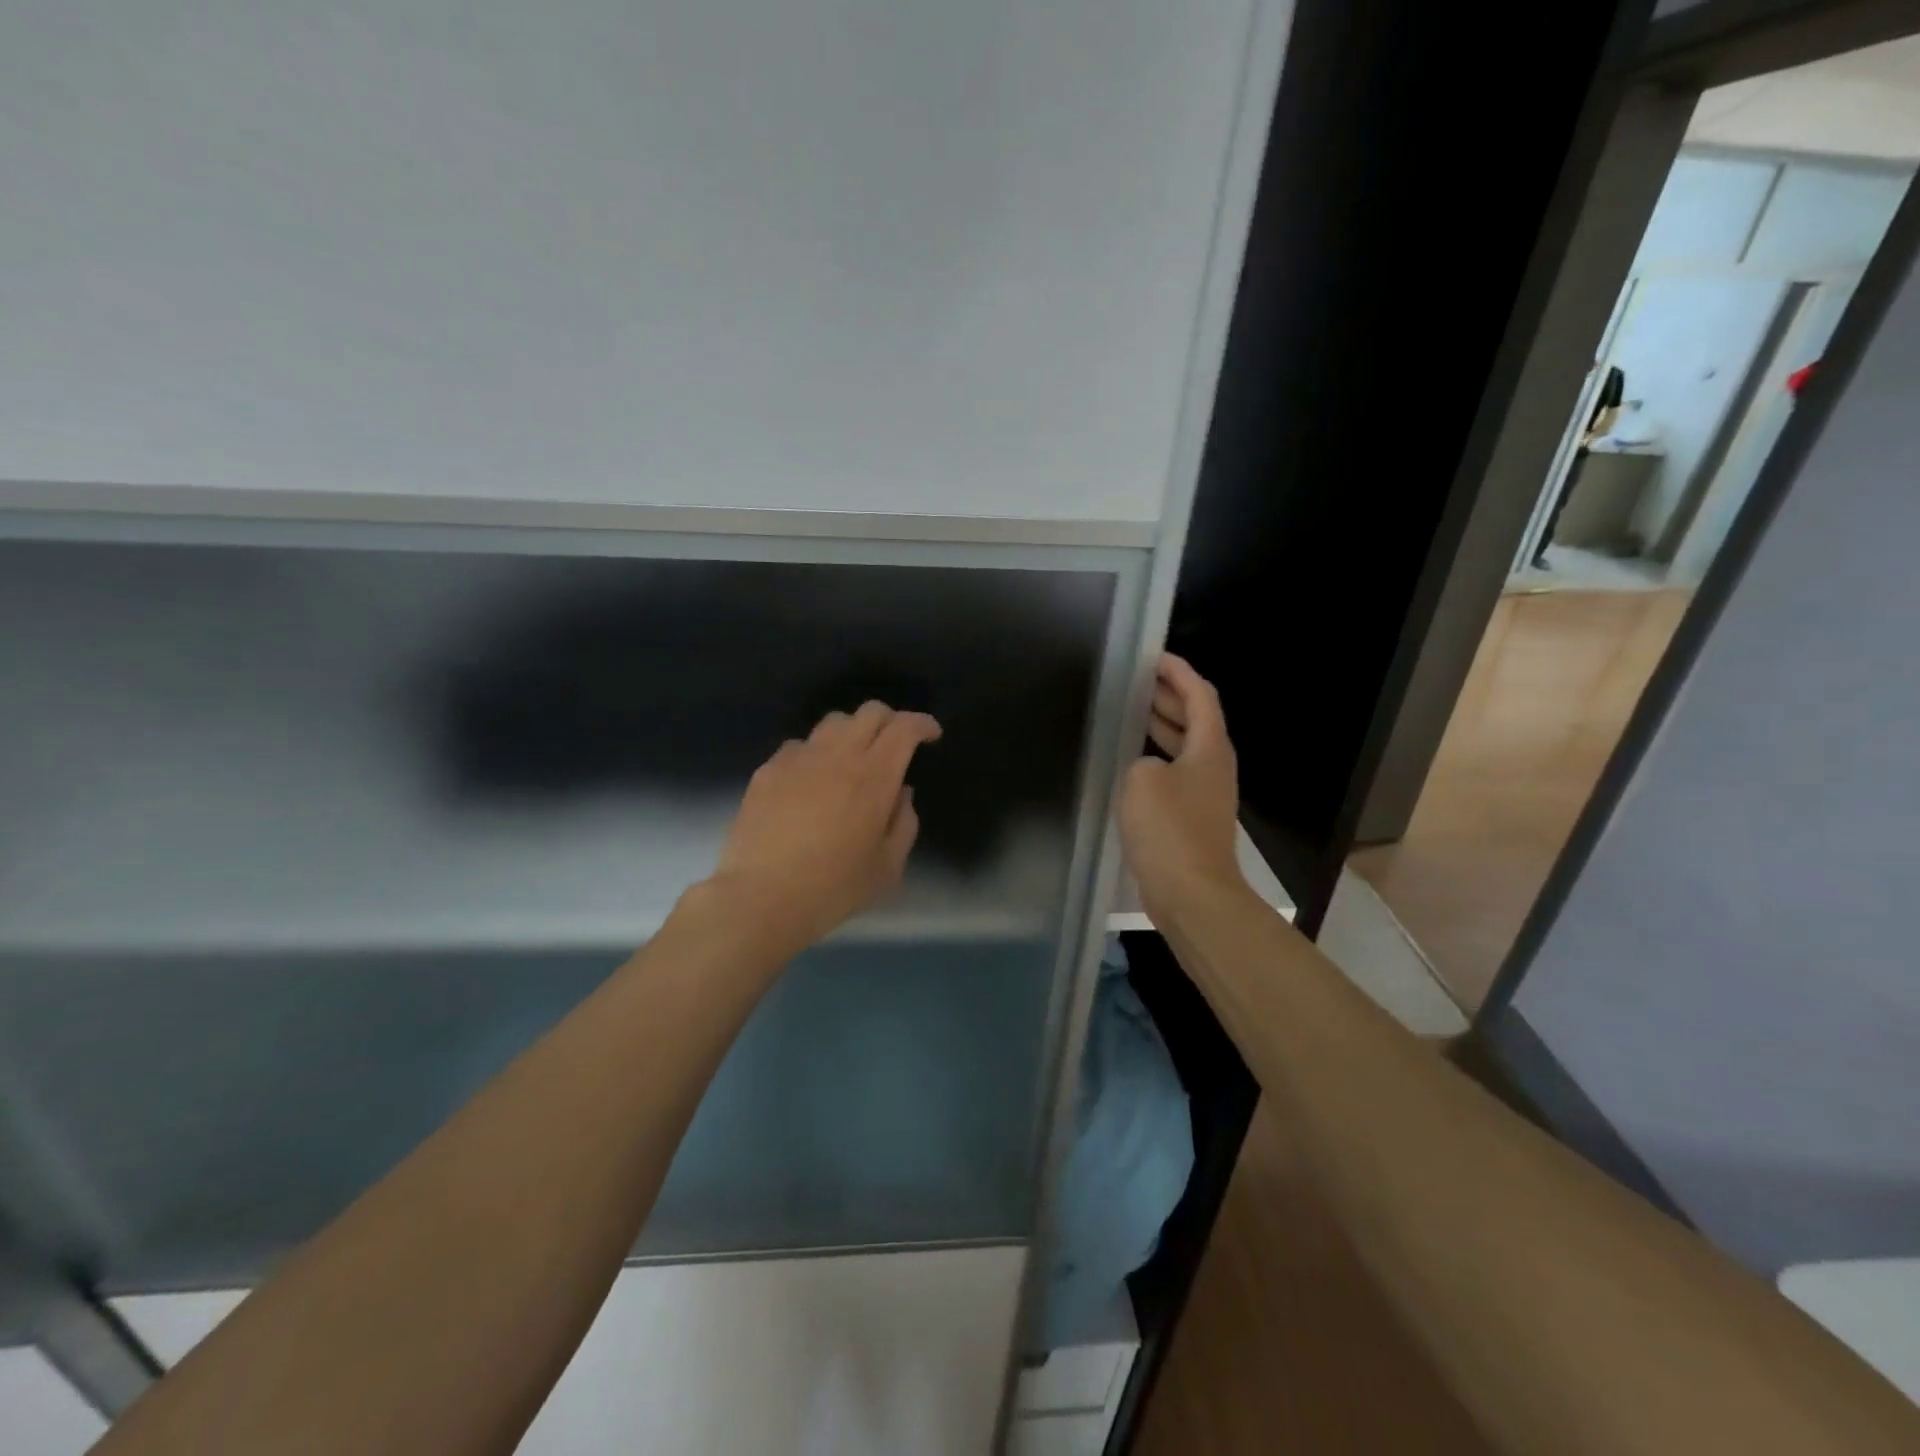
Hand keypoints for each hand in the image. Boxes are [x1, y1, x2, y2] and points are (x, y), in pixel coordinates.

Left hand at [707, 701, 941, 952]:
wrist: (761, 897)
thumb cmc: (833, 888)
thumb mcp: (888, 868)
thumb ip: (904, 824)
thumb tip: (901, 793)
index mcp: (874, 777)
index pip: (904, 727)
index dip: (923, 724)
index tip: (931, 736)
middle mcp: (838, 756)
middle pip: (870, 712)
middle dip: (891, 720)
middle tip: (896, 744)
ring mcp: (799, 758)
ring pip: (833, 722)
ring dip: (852, 732)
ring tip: (853, 758)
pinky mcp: (768, 770)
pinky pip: (799, 745)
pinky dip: (816, 752)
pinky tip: (812, 779)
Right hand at [1119, 654, 1245, 925]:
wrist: (1192, 893)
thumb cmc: (1168, 829)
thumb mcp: (1142, 780)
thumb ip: (1141, 760)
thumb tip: (1147, 769)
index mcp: (1210, 748)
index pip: (1200, 695)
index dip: (1179, 672)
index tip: (1154, 657)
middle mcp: (1213, 766)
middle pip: (1196, 719)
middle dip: (1169, 696)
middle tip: (1137, 681)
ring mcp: (1205, 794)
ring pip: (1185, 747)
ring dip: (1162, 727)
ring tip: (1131, 713)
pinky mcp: (1192, 818)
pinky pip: (1175, 773)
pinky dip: (1156, 757)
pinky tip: (1131, 763)